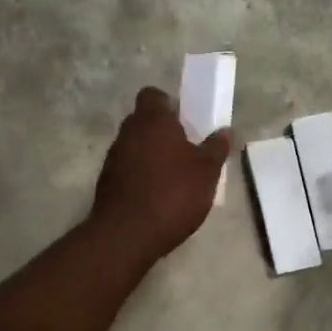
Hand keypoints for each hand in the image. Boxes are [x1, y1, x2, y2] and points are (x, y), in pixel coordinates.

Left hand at [89, 87, 231, 258]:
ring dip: (151, 155)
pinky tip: (157, 196)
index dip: (168, 104)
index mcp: (152, 121)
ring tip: (174, 177)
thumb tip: (225, 130)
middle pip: (144, 121)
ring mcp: (113, 158)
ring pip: (135, 145)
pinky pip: (127, 169)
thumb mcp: (206, 172)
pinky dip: (141, 175)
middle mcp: (128, 132)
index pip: (153, 95)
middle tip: (186, 150)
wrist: (127, 235)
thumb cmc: (172, 194)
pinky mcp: (106, 182)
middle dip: (163, 131)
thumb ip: (216, 148)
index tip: (185, 121)